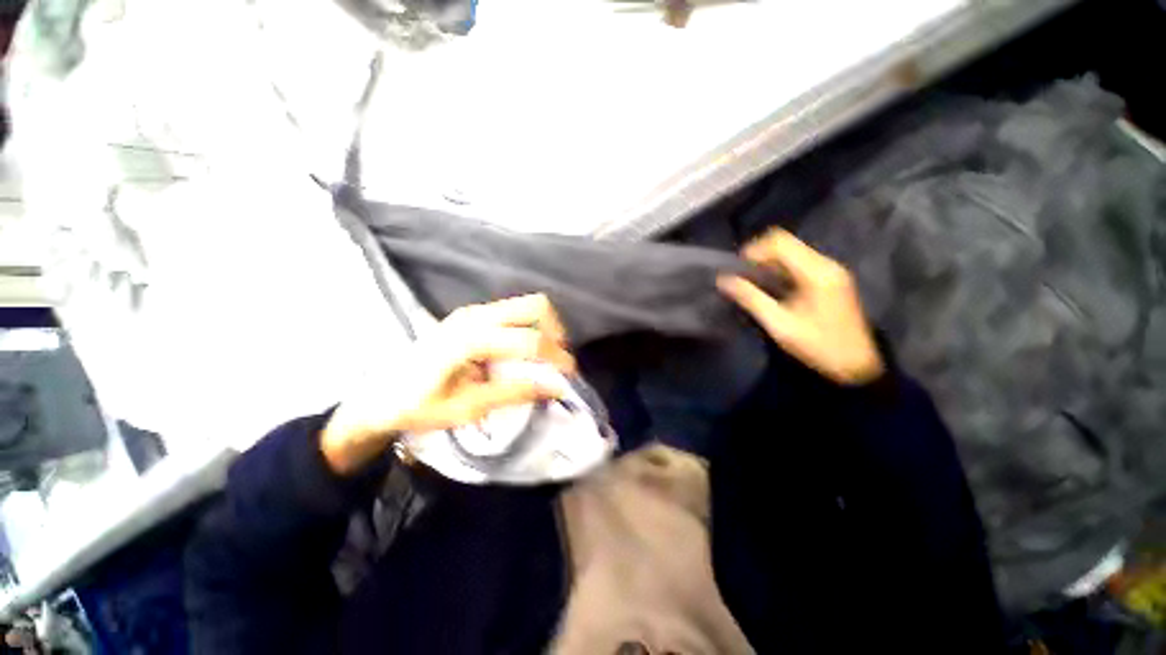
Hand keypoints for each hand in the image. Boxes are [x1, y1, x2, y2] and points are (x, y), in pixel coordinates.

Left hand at [321, 294, 575, 474]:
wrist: (380, 396)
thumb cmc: (418, 406)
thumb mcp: (466, 408)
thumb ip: (513, 393)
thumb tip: (555, 387)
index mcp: (469, 338)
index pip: (527, 340)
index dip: (555, 358)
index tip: (569, 377)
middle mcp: (476, 315)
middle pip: (535, 306)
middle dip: (556, 333)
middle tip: (557, 362)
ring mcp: (474, 312)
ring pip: (527, 306)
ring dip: (545, 328)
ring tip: (545, 358)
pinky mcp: (474, 316)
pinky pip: (515, 313)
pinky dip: (531, 328)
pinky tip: (524, 353)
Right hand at [718, 228, 883, 384]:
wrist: (856, 365)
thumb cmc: (818, 346)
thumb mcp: (780, 324)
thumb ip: (751, 299)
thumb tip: (723, 280)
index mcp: (816, 272)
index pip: (780, 242)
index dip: (754, 250)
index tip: (737, 268)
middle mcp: (826, 264)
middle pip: (787, 244)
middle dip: (760, 256)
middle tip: (742, 277)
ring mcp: (830, 271)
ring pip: (792, 253)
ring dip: (769, 263)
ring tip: (752, 283)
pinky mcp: (830, 280)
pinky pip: (799, 264)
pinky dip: (780, 270)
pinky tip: (771, 288)